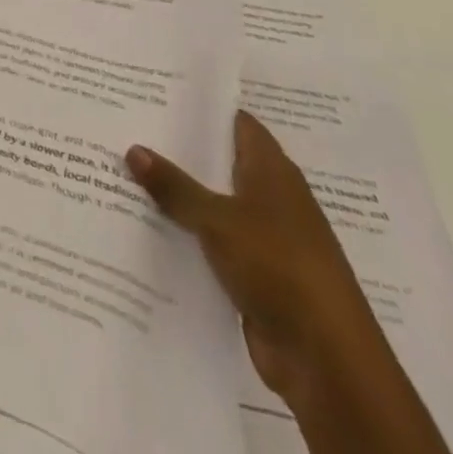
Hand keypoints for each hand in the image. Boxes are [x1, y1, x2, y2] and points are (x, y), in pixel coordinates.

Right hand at [125, 112, 389, 411]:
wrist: (327, 361)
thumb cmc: (279, 266)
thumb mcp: (218, 219)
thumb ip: (175, 185)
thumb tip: (133, 148)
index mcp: (272, 170)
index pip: (234, 121)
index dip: (199, 107)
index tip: (157, 92)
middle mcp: (271, 197)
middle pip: (219, 161)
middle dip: (178, 149)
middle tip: (129, 126)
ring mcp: (264, 237)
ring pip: (213, 203)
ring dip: (179, 194)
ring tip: (125, 170)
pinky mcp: (255, 273)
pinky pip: (212, 242)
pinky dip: (186, 234)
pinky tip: (146, 223)